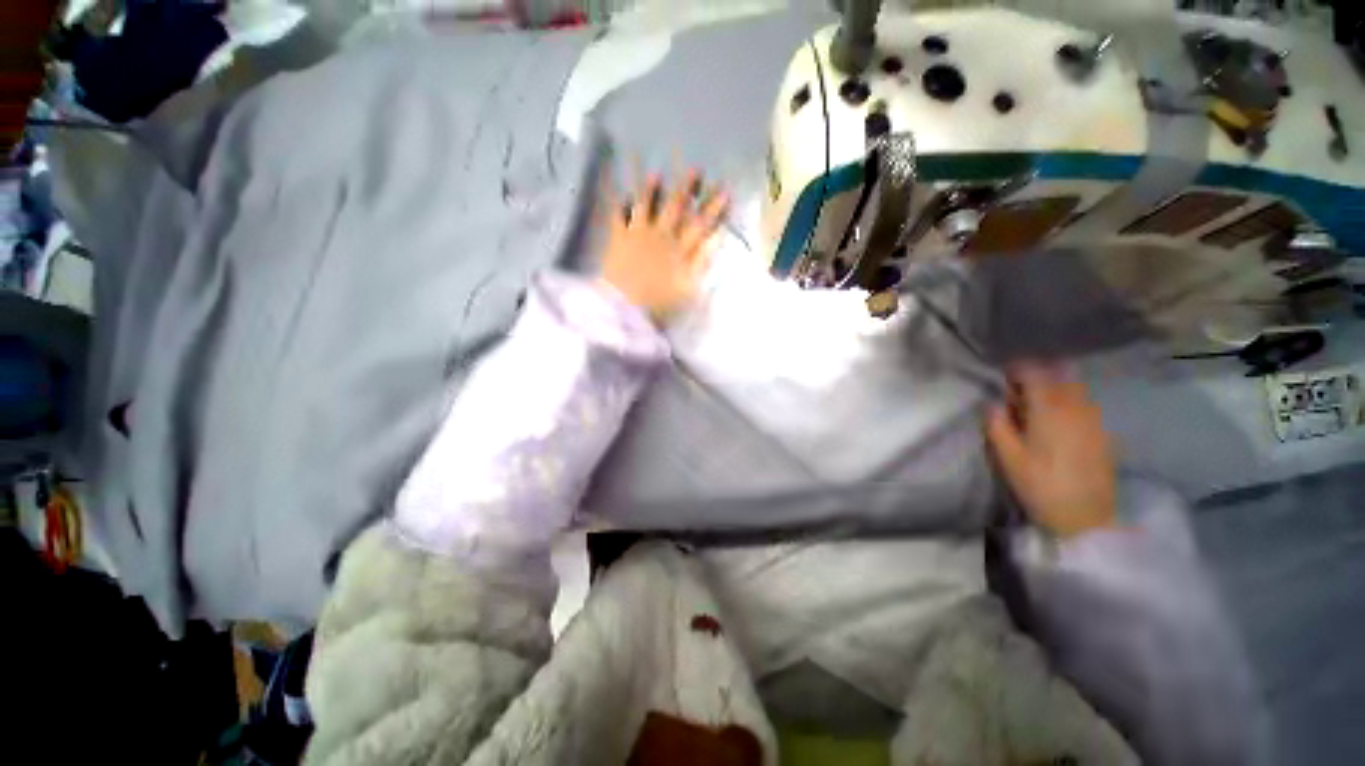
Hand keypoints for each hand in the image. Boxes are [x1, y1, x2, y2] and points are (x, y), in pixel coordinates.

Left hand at [600, 168, 728, 321]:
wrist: (625, 307)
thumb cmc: (660, 303)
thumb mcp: (689, 287)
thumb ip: (703, 262)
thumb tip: (716, 238)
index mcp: (680, 249)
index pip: (701, 224)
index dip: (714, 207)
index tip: (725, 190)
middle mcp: (661, 235)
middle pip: (676, 207)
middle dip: (687, 188)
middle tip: (695, 170)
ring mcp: (638, 234)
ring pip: (647, 205)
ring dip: (652, 189)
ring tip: (656, 175)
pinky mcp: (618, 238)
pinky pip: (618, 216)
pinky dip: (619, 205)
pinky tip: (621, 195)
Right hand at [985, 365, 1116, 538]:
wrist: (1086, 519)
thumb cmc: (1040, 486)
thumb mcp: (1007, 458)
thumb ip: (997, 425)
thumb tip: (992, 404)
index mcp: (1049, 410)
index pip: (1034, 373)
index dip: (1016, 370)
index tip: (1002, 376)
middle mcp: (1076, 407)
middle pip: (1058, 376)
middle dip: (1037, 378)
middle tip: (1017, 393)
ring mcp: (1094, 420)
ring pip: (1074, 389)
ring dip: (1054, 389)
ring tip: (1035, 407)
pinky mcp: (1103, 433)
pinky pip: (1084, 405)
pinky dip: (1068, 404)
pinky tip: (1057, 423)